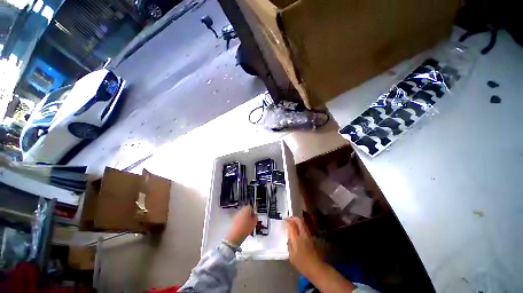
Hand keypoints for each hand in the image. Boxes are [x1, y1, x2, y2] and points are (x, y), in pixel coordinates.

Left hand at [224, 205, 257, 245]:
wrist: (235, 235)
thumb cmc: (245, 228)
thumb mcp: (254, 223)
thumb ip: (255, 217)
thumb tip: (255, 216)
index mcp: (246, 209)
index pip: (251, 208)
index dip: (253, 212)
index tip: (254, 217)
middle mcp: (241, 210)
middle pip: (246, 211)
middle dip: (249, 216)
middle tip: (251, 222)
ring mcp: (237, 215)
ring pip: (243, 215)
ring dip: (245, 219)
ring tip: (247, 226)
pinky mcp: (234, 220)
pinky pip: (239, 219)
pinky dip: (241, 222)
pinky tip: (243, 228)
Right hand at [285, 217, 323, 276]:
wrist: (317, 268)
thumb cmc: (302, 264)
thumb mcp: (292, 256)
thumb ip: (290, 244)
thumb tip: (289, 235)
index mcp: (297, 239)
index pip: (292, 226)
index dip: (288, 221)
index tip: (285, 220)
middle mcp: (303, 235)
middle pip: (299, 221)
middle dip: (294, 218)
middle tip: (289, 218)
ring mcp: (309, 235)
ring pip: (304, 223)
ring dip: (298, 220)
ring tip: (293, 221)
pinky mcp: (313, 238)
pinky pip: (306, 227)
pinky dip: (301, 225)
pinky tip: (299, 228)